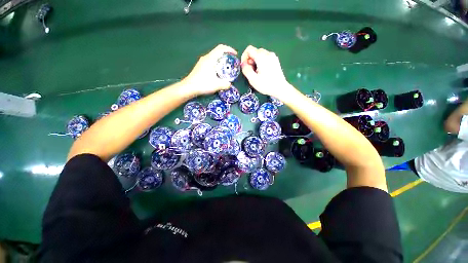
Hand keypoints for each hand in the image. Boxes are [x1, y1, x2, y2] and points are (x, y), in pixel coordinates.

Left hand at [182, 44, 236, 95]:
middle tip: (232, 62)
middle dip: (226, 55)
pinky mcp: (200, 67)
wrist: (189, 87)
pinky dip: (217, 64)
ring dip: (221, 60)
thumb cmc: (203, 84)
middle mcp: (206, 58)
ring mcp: (202, 62)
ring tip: (226, 68)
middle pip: (217, 52)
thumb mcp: (217, 85)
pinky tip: (218, 72)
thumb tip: (230, 84)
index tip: (235, 55)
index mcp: (210, 59)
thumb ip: (225, 84)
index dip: (229, 49)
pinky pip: (211, 61)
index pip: (221, 48)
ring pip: (214, 57)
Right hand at [241, 45, 293, 97]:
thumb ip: (246, 70)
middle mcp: (268, 53)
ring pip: (260, 54)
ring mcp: (273, 56)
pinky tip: (263, 72)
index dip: (244, 57)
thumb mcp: (253, 79)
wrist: (280, 88)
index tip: (245, 67)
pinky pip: (265, 57)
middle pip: (255, 51)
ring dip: (255, 62)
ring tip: (257, 73)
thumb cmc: (266, 85)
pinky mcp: (275, 60)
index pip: (249, 49)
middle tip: (251, 71)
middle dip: (250, 60)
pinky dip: (261, 62)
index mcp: (261, 57)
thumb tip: (243, 63)